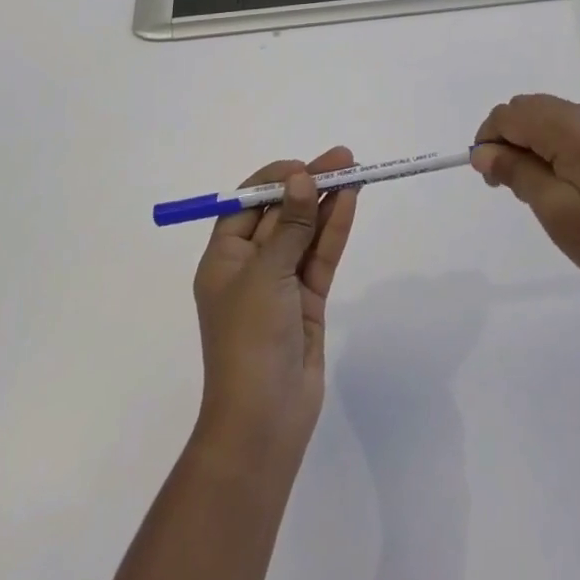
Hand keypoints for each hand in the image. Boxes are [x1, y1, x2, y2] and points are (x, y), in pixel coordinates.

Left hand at [191, 147, 358, 461]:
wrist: (264, 422)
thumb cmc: (249, 340)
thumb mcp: (266, 274)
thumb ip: (291, 225)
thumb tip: (302, 177)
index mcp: (224, 258)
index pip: (247, 204)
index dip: (275, 180)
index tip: (303, 165)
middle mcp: (250, 265)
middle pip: (282, 213)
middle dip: (309, 184)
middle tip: (343, 158)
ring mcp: (281, 284)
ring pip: (306, 231)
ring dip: (327, 201)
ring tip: (355, 170)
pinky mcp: (307, 301)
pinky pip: (321, 255)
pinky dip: (335, 228)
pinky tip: (351, 201)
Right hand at [472, 95, 579, 311]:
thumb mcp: (555, 212)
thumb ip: (516, 172)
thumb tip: (482, 151)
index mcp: (573, 129)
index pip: (511, 114)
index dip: (488, 139)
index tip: (487, 177)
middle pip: (528, 108)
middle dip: (506, 137)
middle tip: (505, 184)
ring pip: (546, 115)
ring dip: (526, 140)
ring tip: (529, 187)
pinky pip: (567, 126)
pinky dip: (549, 143)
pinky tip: (555, 181)